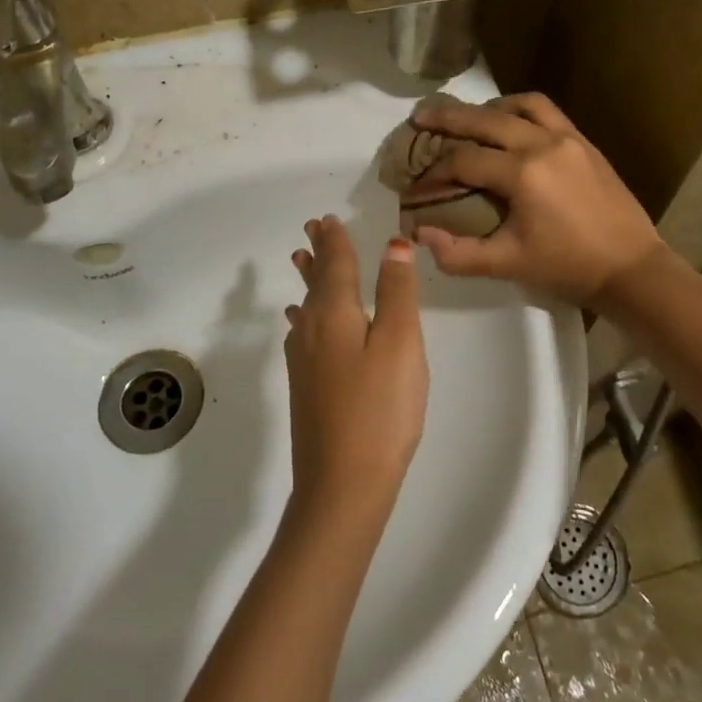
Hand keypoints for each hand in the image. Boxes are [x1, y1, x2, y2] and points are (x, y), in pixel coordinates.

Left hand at [283, 216, 428, 521]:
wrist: (343, 483)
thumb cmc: (380, 409)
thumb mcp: (400, 343)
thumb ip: (396, 292)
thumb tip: (393, 244)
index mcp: (334, 314)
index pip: (335, 264)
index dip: (335, 240)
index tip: (327, 218)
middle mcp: (311, 331)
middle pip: (315, 282)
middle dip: (317, 254)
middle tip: (311, 230)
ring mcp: (304, 362)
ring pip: (306, 308)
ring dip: (309, 281)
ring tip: (302, 262)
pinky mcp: (306, 388)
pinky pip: (303, 333)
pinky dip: (305, 316)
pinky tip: (301, 324)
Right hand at [402, 92, 663, 306]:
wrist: (631, 269)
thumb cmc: (568, 268)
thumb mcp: (508, 264)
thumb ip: (458, 253)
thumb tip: (418, 234)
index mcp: (522, 174)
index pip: (463, 161)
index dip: (432, 174)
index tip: (414, 188)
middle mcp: (542, 144)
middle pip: (484, 120)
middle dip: (446, 119)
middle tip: (419, 117)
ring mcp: (567, 138)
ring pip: (517, 106)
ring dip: (486, 109)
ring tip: (466, 118)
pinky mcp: (584, 142)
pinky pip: (546, 111)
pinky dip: (520, 110)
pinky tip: (509, 122)